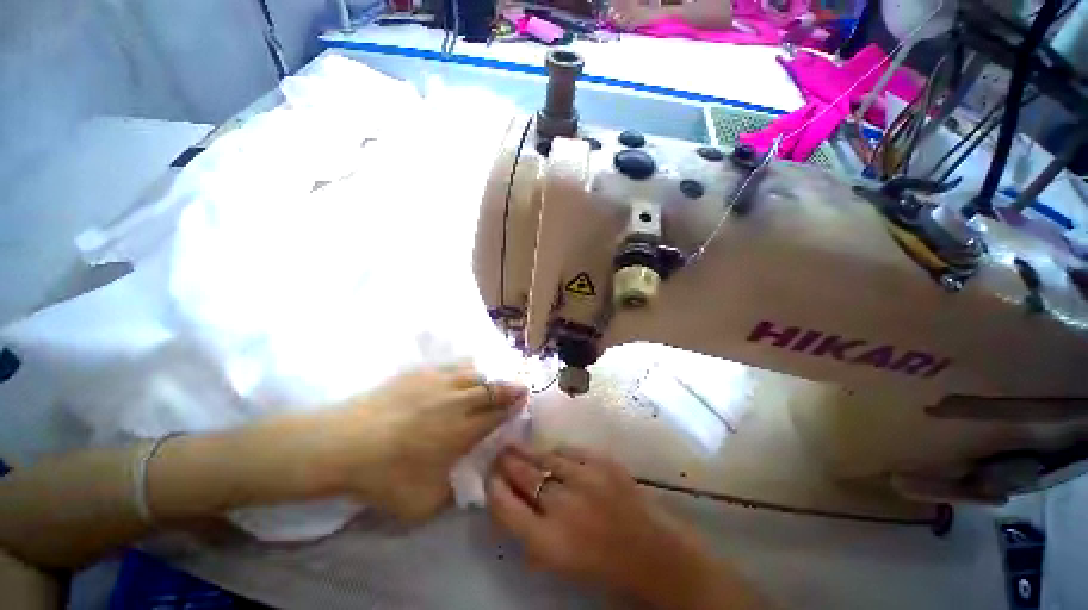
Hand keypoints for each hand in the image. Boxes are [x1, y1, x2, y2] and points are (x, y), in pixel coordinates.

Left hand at [322, 365, 526, 521]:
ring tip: (496, 377)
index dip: (513, 407)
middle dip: (510, 387)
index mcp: (461, 431)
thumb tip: (462, 483)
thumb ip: (449, 494)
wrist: (341, 443)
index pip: (497, 414)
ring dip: (490, 375)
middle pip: (492, 389)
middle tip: (521, 385)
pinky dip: (467, 366)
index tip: (523, 401)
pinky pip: (453, 365)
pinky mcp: (420, 374)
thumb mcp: (421, 503)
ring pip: (475, 373)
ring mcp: (438, 384)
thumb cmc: (382, 476)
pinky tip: (468, 368)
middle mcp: (457, 402)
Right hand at [486, 446, 760, 608]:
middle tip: (500, 453)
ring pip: (545, 456)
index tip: (490, 476)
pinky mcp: (602, 461)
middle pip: (523, 474)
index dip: (493, 487)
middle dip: (507, 462)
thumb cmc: (599, 562)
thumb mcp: (556, 560)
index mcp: (548, 540)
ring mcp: (585, 477)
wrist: (649, 549)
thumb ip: (528, 531)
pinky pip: (569, 450)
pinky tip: (554, 456)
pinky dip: (558, 453)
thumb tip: (508, 499)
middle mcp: (563, 505)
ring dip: (529, 453)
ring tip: (521, 449)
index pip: (505, 506)